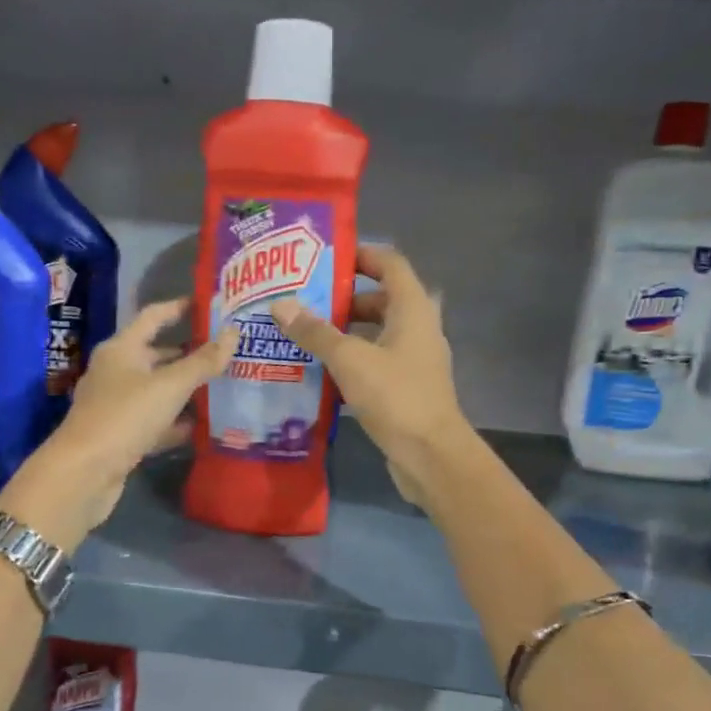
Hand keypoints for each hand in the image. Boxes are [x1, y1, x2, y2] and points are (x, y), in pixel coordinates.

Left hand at [0, 299, 237, 548]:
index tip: (208, 303)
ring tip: (222, 385)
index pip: (153, 316)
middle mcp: (115, 371)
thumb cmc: (125, 417)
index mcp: (121, 349)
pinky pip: (155, 420)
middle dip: (189, 352)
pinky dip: (175, 421)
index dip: (179, 307)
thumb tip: (234, 332)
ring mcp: (116, 405)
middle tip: (225, 350)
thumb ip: (203, 361)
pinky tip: (202, 425)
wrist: (84, 474)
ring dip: (185, 388)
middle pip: (156, 354)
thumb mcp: (170, 386)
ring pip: (157, 389)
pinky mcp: (121, 435)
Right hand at [269, 245, 469, 504]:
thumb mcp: (349, 359)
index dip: (360, 255)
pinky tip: (321, 370)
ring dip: (345, 332)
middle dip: (343, 299)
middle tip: (304, 300)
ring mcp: (415, 360)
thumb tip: (280, 304)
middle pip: (381, 299)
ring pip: (377, 333)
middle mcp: (419, 328)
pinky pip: (377, 361)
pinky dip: (352, 360)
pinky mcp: (407, 387)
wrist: (430, 455)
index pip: (390, 264)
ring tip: (304, 333)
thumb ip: (315, 331)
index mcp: (413, 309)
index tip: (323, 259)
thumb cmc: (395, 396)